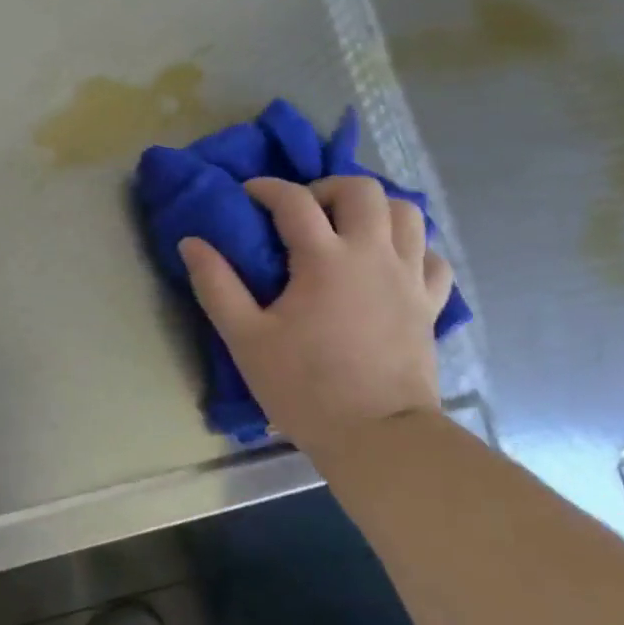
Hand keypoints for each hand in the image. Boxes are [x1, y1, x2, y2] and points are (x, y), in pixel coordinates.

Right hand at [179, 177, 454, 459]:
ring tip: (349, 228)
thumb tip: (191, 242)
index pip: (294, 200)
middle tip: (306, 211)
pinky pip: (433, 258)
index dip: (267, 188)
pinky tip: (391, 264)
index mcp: (325, 259)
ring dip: (376, 209)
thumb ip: (216, 284)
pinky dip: (413, 249)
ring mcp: (409, 278)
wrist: (377, 437)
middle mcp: (373, 254)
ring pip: (407, 213)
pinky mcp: (430, 304)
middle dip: (329, 187)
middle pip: (362, 189)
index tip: (248, 194)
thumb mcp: (245, 338)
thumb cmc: (305, 387)